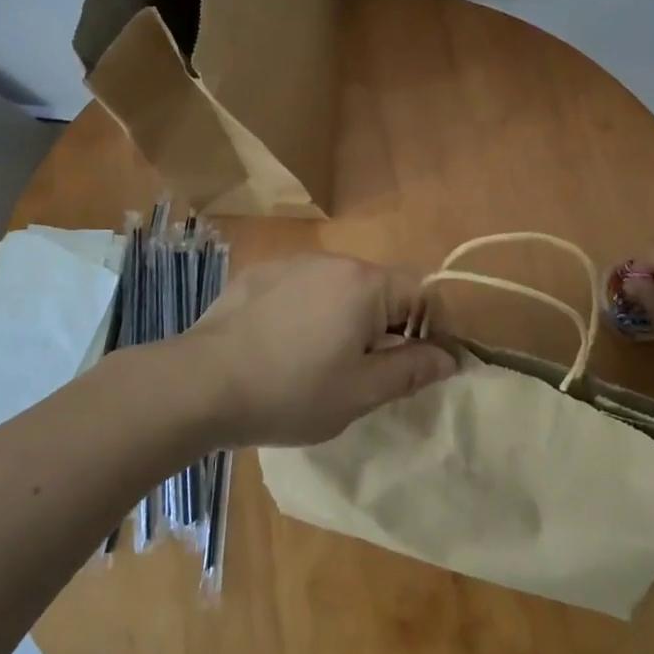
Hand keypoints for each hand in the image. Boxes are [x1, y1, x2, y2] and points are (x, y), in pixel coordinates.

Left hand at [183, 254, 457, 447]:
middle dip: (383, 326)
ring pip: (338, 287)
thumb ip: (411, 370)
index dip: (426, 330)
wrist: (203, 383)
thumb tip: (450, 356)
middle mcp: (332, 261)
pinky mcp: (259, 274)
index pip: (420, 294)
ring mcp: (291, 263)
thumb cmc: (292, 392)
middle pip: (378, 288)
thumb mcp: (361, 392)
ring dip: (343, 317)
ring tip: (316, 361)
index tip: (411, 367)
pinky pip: (301, 288)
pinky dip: (305, 311)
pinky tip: (280, 345)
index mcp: (365, 284)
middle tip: (362, 372)